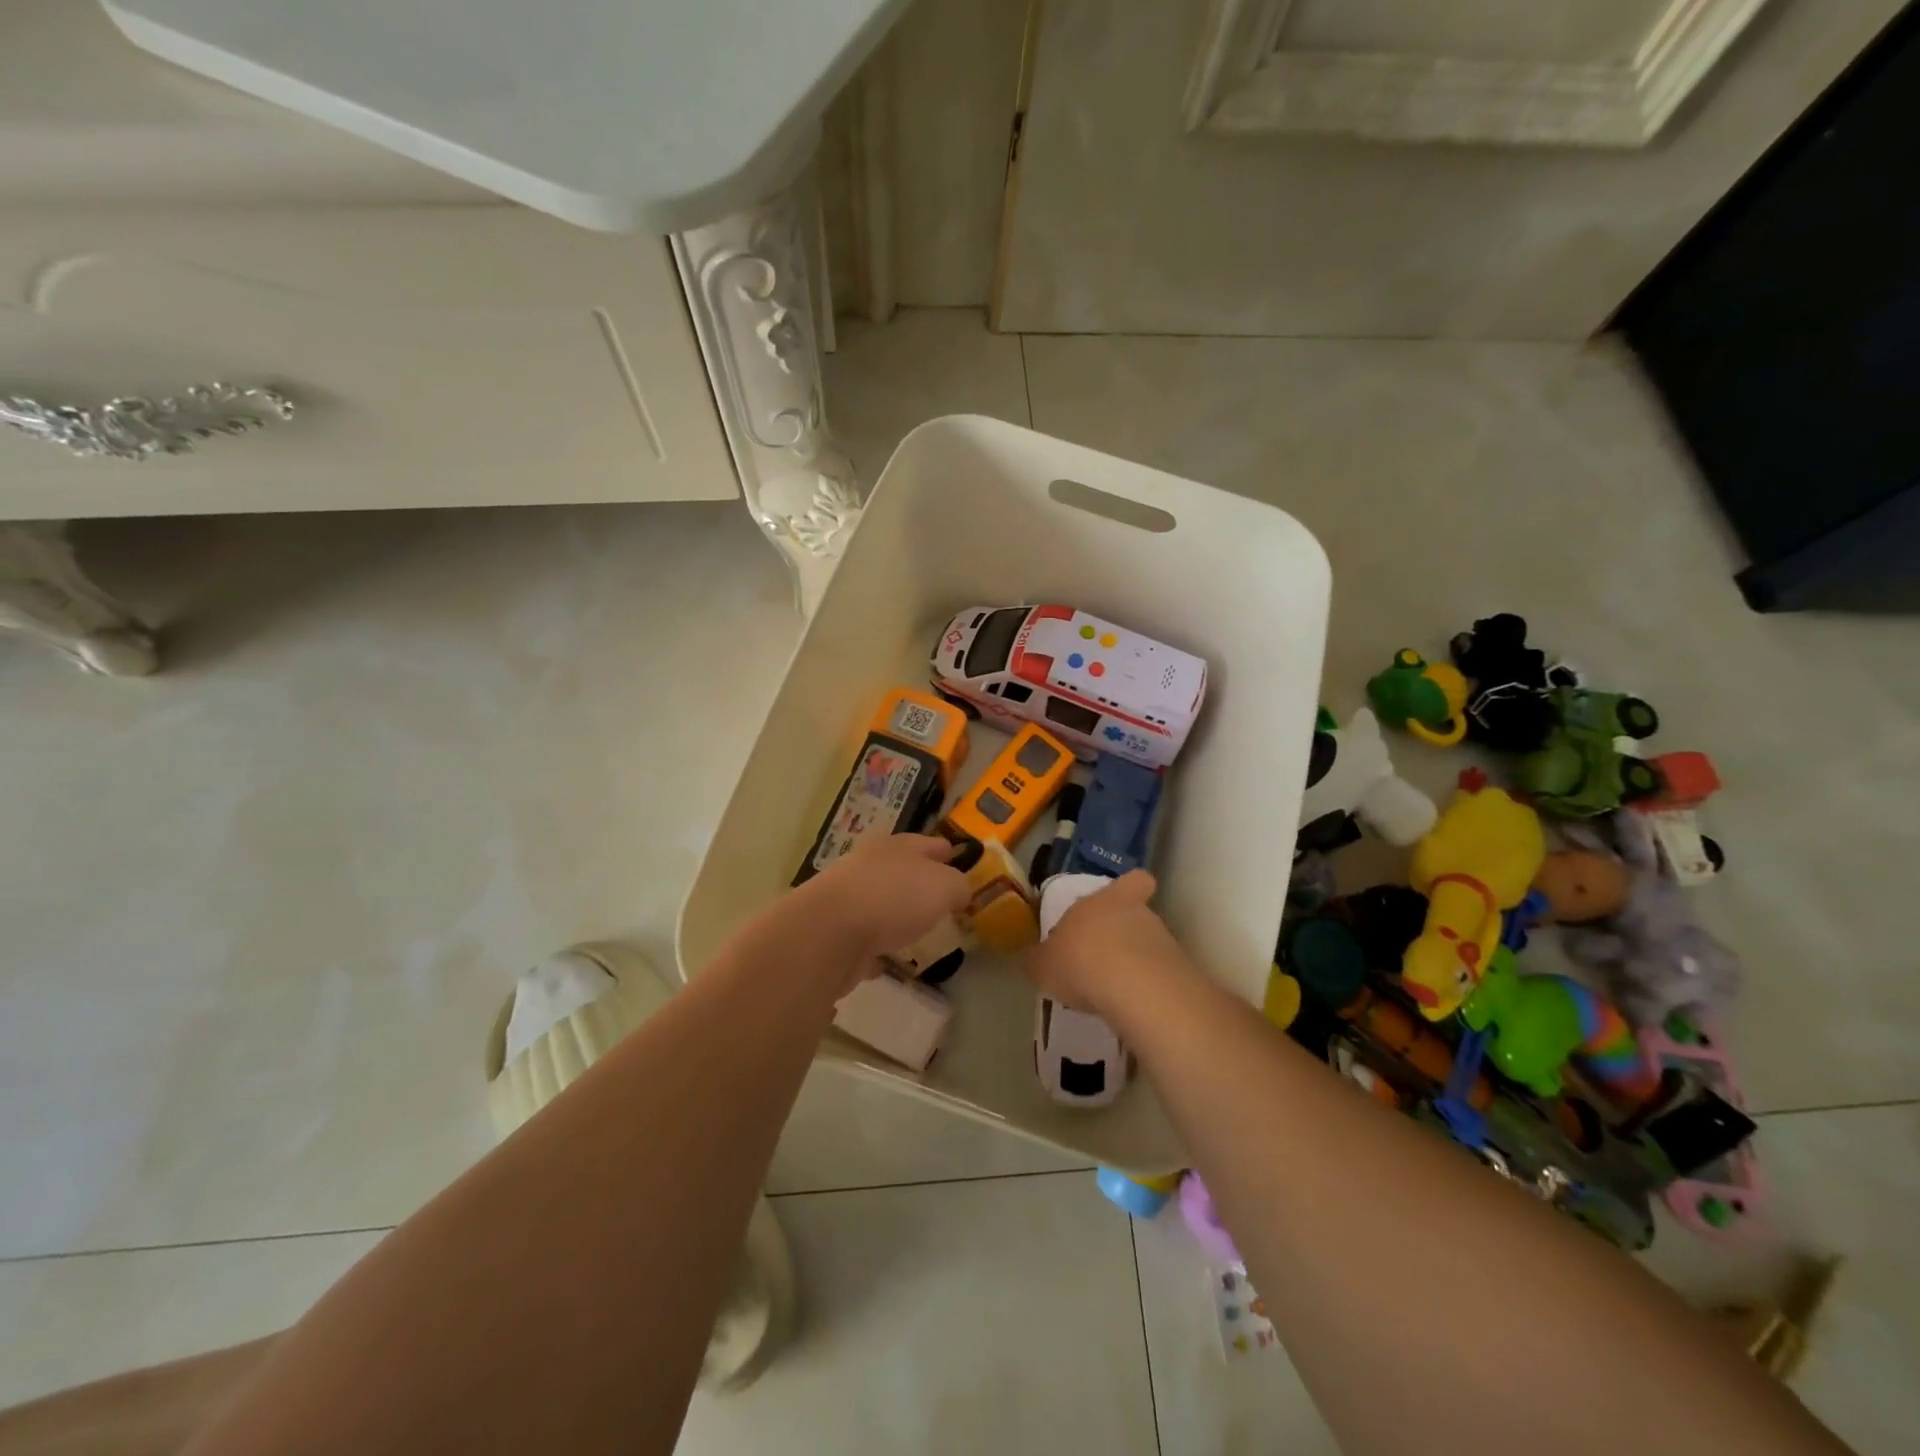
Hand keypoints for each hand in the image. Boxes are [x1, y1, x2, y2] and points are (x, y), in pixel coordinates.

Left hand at [797, 833, 972, 966]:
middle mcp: (869, 865)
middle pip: (901, 870)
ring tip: (917, 931)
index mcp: (896, 846)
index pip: (928, 843)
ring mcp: (848, 898)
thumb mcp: (944, 886)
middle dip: (920, 882)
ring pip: (881, 902)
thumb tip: (959, 893)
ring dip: (896, 914)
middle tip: (942, 900)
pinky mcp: (834, 932)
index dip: (946, 851)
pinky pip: (863, 937)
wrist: (830, 932)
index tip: (958, 861)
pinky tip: (887, 959)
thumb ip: (958, 886)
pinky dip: (875, 947)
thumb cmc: (894, 897)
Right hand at [1023, 870, 1188, 1017]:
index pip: (1132, 881)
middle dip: (1124, 932)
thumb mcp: (1044, 965)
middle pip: (1137, 914)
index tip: (1121, 900)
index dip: (1130, 888)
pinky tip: (1128, 1006)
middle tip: (1103, 956)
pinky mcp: (1177, 972)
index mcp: (1103, 901)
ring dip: (1135, 961)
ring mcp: (1162, 941)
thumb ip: (1037, 959)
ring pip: (1150, 944)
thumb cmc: (1081, 962)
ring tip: (1113, 989)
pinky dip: (1145, 987)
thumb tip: (1027, 957)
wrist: (1135, 990)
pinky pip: (1159, 974)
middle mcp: (1137, 913)